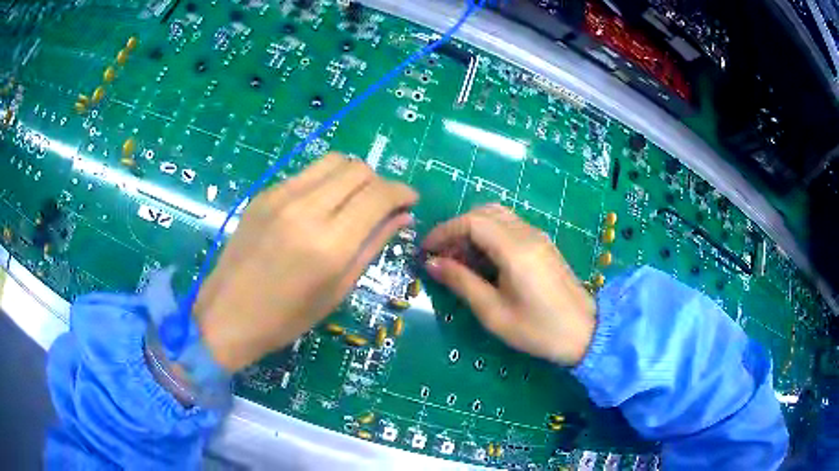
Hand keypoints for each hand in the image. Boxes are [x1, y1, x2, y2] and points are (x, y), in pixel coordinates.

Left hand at [194, 153, 417, 370]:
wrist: (228, 313)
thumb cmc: (287, 317)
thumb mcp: (338, 290)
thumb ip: (372, 245)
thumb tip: (402, 217)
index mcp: (330, 244)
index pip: (378, 195)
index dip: (402, 192)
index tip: (410, 200)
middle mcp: (307, 209)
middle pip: (358, 169)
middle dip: (379, 182)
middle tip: (382, 204)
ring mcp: (281, 196)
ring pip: (334, 161)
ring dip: (354, 175)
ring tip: (354, 199)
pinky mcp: (265, 193)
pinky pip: (308, 173)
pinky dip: (326, 180)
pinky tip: (322, 204)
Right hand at [422, 204, 595, 365]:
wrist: (584, 333)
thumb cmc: (537, 329)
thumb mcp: (494, 312)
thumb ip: (462, 282)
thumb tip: (433, 263)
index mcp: (515, 249)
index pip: (472, 222)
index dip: (444, 231)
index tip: (426, 250)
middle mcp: (527, 234)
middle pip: (484, 212)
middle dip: (457, 228)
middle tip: (441, 254)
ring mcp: (538, 237)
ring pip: (498, 216)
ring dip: (474, 229)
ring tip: (459, 258)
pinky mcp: (543, 245)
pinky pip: (511, 227)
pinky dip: (490, 235)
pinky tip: (483, 260)